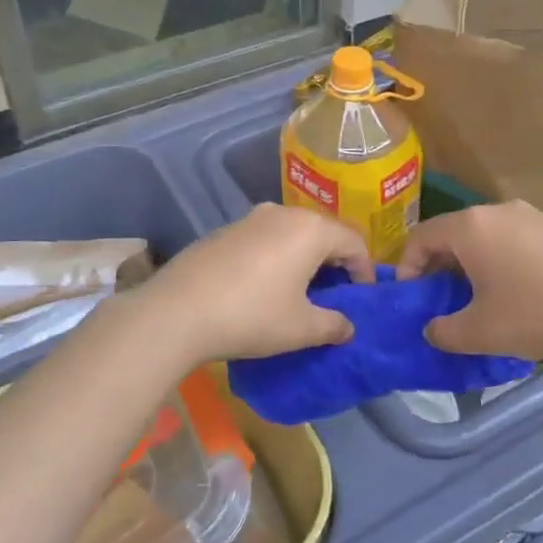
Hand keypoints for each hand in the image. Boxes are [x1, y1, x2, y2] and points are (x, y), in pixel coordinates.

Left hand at [137, 204, 373, 361]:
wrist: (178, 311)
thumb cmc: (253, 316)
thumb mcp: (302, 328)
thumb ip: (333, 325)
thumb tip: (348, 327)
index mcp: (310, 229)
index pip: (353, 242)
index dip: (365, 271)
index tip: (362, 298)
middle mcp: (283, 214)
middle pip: (323, 232)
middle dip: (335, 262)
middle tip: (336, 294)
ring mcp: (250, 219)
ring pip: (291, 233)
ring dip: (303, 258)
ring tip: (300, 291)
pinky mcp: (224, 231)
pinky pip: (264, 239)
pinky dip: (275, 257)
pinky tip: (263, 287)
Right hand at [398, 201, 542, 362]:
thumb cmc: (539, 315)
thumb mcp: (480, 332)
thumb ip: (444, 332)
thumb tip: (433, 329)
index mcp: (471, 227)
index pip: (421, 236)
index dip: (407, 266)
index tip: (412, 297)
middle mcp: (498, 211)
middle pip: (454, 233)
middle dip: (441, 266)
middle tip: (443, 300)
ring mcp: (533, 216)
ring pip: (487, 236)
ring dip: (474, 264)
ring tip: (482, 299)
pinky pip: (517, 241)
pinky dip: (505, 261)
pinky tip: (523, 294)